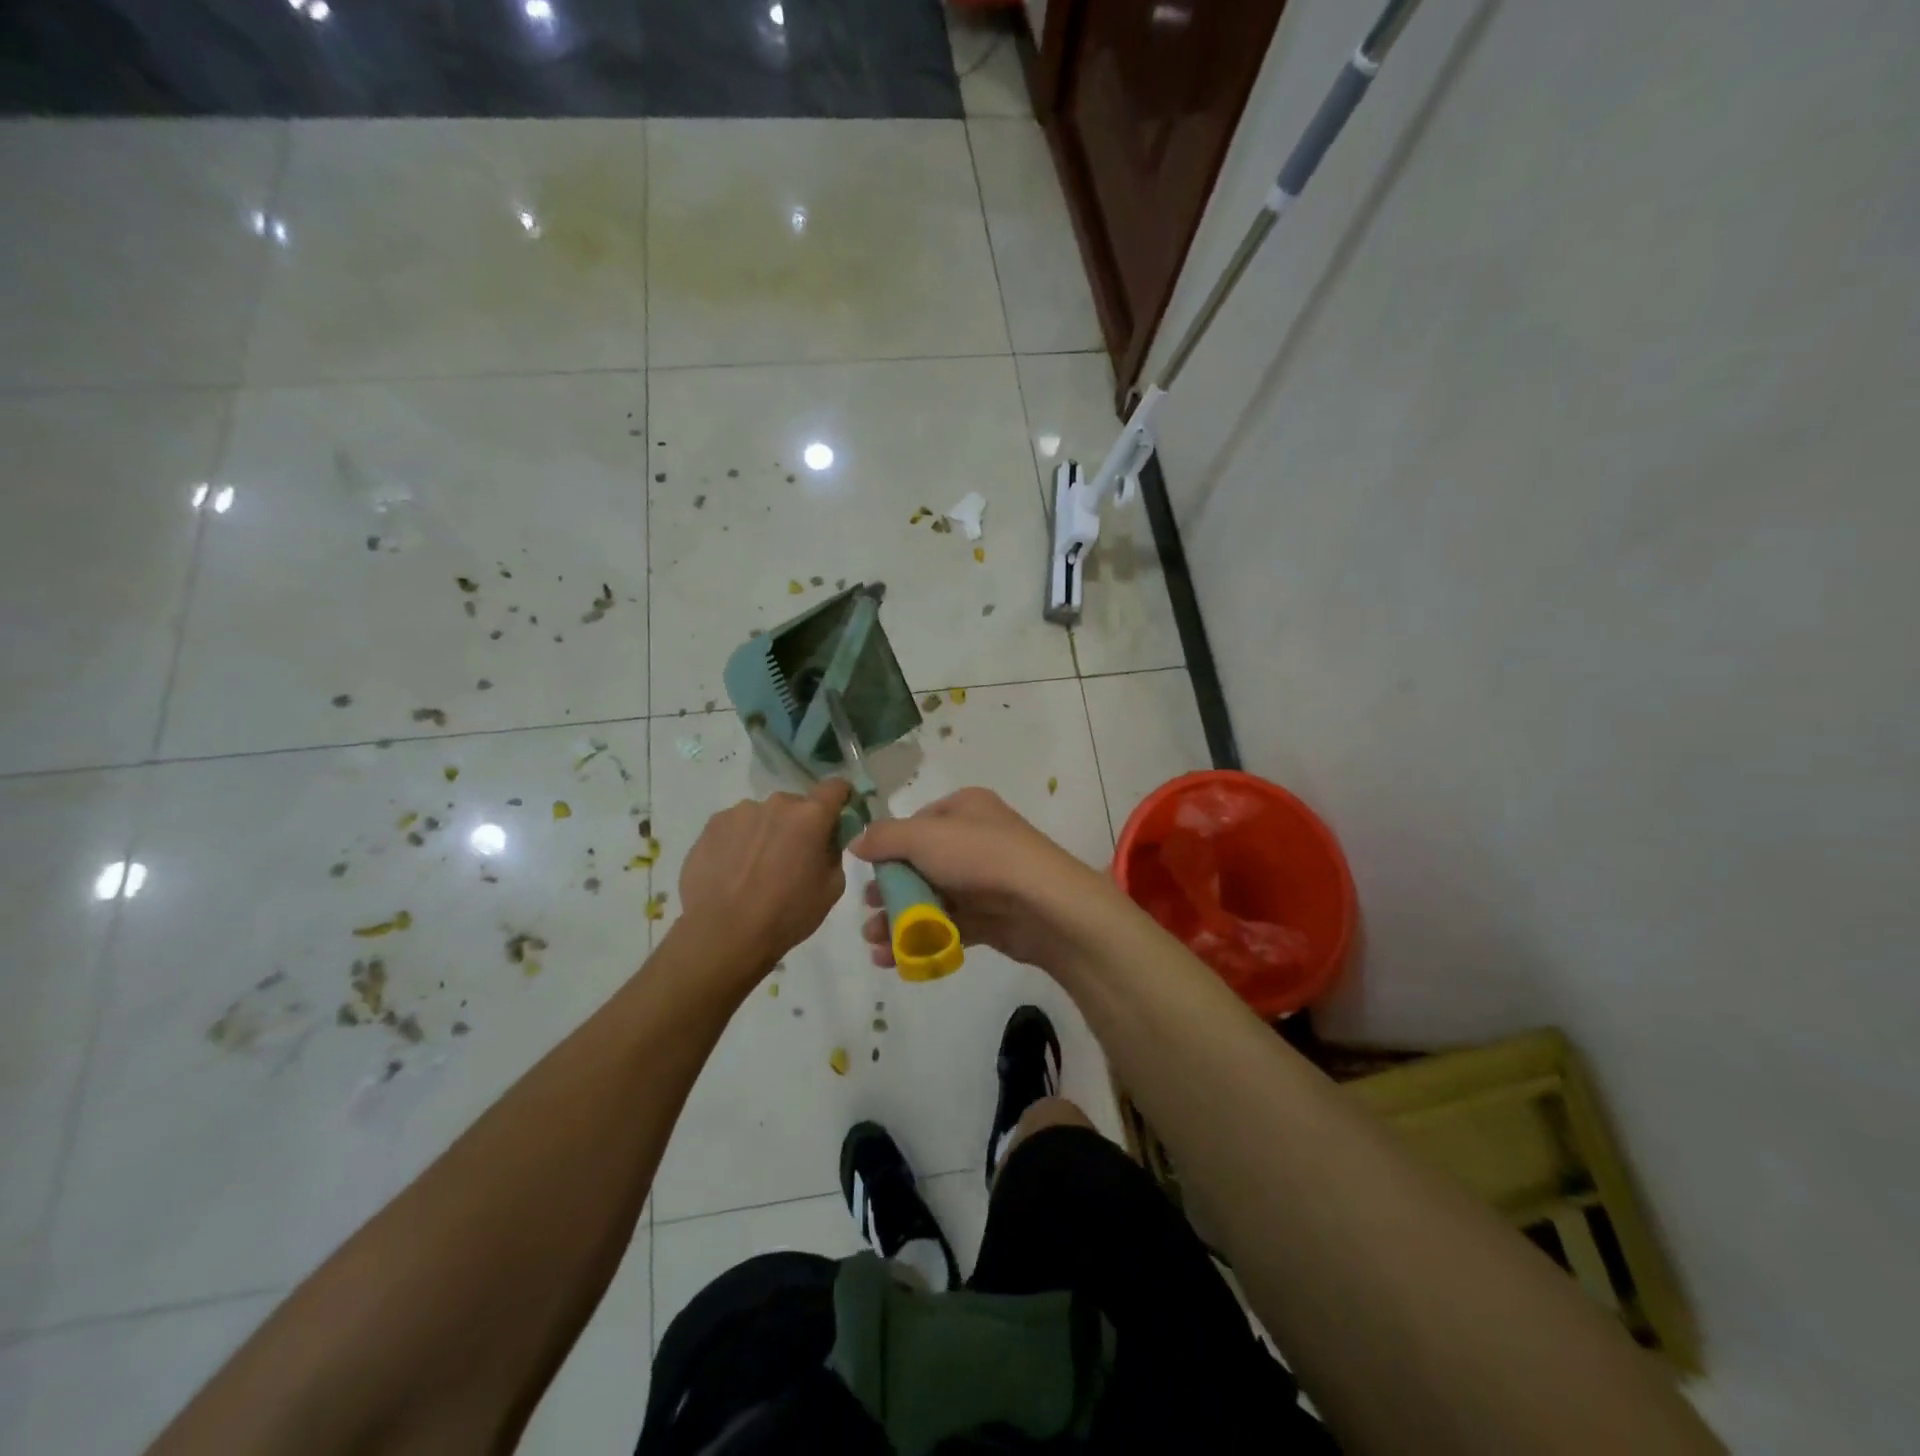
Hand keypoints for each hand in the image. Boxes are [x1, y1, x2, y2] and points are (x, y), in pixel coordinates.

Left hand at [678, 780, 851, 982]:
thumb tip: (825, 840)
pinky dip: (740, 841)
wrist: (722, 934)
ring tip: (756, 869)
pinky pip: (736, 826)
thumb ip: (833, 852)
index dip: (840, 798)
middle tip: (792, 858)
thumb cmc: (786, 914)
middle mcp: (776, 803)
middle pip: (797, 805)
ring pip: (764, 815)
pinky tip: (732, 871)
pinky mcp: (712, 824)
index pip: (835, 787)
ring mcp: (740, 811)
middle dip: (799, 825)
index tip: (837, 817)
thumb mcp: (831, 888)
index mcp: (811, 815)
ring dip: (767, 832)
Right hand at [849, 788, 1117, 973]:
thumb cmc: (979, 857)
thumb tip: (857, 843)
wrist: (1042, 904)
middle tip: (867, 909)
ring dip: (899, 920)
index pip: (917, 824)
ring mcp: (985, 880)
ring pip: (932, 899)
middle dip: (890, 890)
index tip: (869, 871)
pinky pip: (947, 927)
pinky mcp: (991, 917)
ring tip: (874, 942)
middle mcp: (976, 839)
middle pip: (921, 864)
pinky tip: (893, 958)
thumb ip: (884, 838)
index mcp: (965, 808)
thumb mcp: (923, 836)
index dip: (890, 847)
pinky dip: (920, 940)